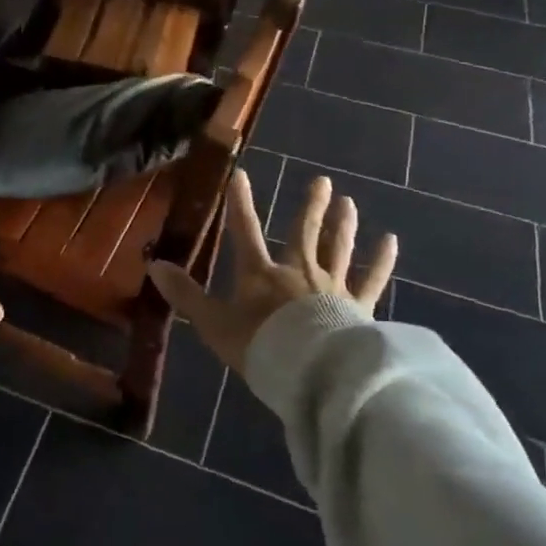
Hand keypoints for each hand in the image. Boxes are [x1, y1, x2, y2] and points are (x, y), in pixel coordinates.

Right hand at [147, 170, 396, 376]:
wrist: (310, 372)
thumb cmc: (259, 346)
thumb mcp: (213, 323)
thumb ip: (186, 295)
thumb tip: (155, 265)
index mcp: (260, 274)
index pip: (245, 230)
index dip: (240, 202)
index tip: (241, 174)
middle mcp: (298, 271)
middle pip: (304, 233)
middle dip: (311, 207)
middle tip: (322, 181)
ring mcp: (332, 287)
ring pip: (339, 249)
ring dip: (343, 225)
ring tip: (349, 202)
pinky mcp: (358, 307)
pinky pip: (372, 279)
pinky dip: (381, 261)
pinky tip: (390, 242)